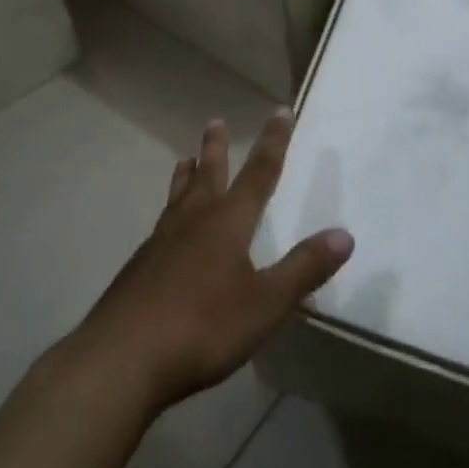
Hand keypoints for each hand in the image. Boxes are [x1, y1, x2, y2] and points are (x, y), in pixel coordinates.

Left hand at [74, 110, 353, 412]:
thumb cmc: (203, 326)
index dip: (273, 143)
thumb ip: (304, 268)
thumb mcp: (265, 303)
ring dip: (186, 175)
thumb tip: (344, 234)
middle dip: (217, 148)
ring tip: (185, 158)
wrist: (124, 356)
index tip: (280, 112)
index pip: (258, 173)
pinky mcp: (140, 267)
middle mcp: (193, 221)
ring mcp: (161, 242)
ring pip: (178, 196)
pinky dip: (170, 210)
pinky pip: (161, 224)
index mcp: (227, 223)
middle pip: (208, 175)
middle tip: (214, 121)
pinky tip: (167, 229)